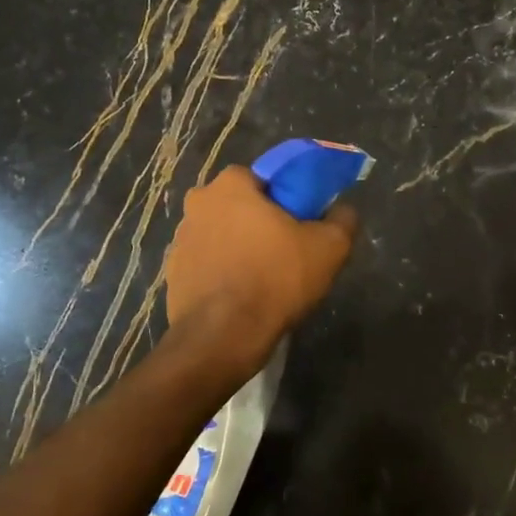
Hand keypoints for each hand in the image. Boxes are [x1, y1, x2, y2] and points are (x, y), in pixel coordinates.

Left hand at [165, 166, 358, 371]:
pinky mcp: (172, 272)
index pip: (264, 178)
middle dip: (260, 222)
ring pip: (222, 234)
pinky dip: (223, 273)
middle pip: (240, 206)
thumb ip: (342, 220)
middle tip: (286, 251)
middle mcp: (198, 203)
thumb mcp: (329, 248)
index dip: (286, 199)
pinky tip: (242, 296)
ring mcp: (180, 239)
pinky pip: (207, 264)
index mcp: (231, 185)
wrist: (223, 337)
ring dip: (239, 247)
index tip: (301, 224)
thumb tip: (343, 211)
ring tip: (264, 279)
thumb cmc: (276, 279)